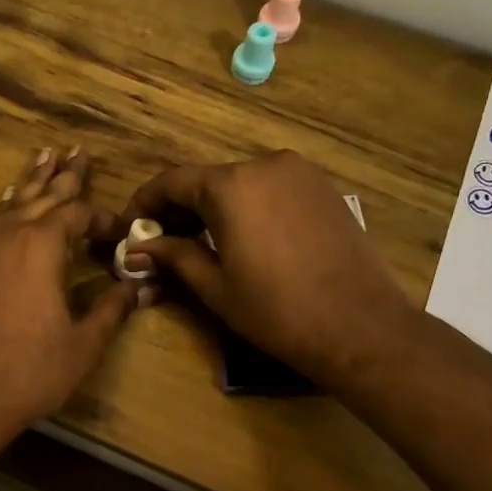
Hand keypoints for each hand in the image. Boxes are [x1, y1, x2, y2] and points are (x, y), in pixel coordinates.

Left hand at [0, 147, 145, 437]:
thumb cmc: (31, 369)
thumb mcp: (84, 342)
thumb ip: (113, 307)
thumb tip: (141, 286)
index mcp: (42, 245)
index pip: (78, 214)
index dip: (102, 218)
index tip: (118, 230)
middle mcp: (7, 235)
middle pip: (42, 196)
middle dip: (64, 174)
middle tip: (77, 149)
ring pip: (10, 206)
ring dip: (30, 184)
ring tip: (42, 158)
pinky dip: (5, 213)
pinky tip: (8, 211)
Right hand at [120, 151, 414, 383]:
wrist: (360, 326)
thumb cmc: (276, 310)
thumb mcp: (214, 286)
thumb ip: (173, 257)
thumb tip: (138, 249)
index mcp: (231, 186)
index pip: (171, 182)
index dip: (144, 203)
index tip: (131, 229)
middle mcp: (264, 164)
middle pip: (206, 180)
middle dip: (179, 209)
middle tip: (162, 244)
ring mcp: (299, 173)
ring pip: (239, 184)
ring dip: (214, 209)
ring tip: (202, 245)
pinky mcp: (323, 188)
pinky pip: (270, 189)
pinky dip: (248, 207)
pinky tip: (244, 240)